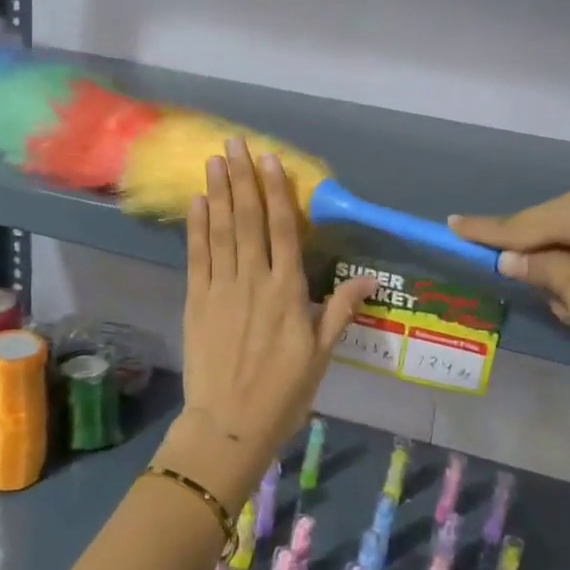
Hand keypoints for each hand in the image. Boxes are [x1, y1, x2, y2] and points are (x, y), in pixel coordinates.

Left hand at [158, 139, 376, 510]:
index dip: (277, 192)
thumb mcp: (322, 355)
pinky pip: (197, 257)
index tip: (270, 160)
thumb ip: (341, 310)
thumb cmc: (283, 393)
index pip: (284, 230)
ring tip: (215, 160)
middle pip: (248, 220)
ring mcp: (222, 289)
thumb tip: (373, 278)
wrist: (229, 425)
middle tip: (235, 144)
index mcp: (288, 292)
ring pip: (221, 231)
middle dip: (242, 179)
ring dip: (218, 193)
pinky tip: (196, 202)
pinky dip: (196, 228)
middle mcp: (254, 281)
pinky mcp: (197, 301)